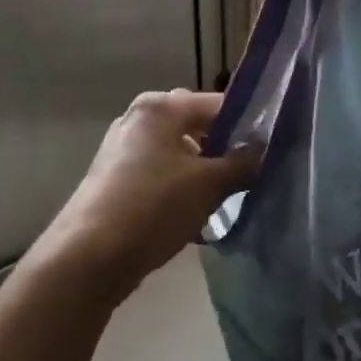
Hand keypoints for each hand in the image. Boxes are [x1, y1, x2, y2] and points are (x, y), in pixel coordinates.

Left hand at [34, 90, 253, 303]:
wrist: (88, 256)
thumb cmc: (153, 206)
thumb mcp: (208, 185)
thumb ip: (242, 163)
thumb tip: (264, 150)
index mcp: (159, 107)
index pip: (216, 104)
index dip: (246, 124)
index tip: (271, 148)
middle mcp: (138, 118)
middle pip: (195, 126)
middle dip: (223, 149)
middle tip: (249, 174)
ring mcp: (123, 149)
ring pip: (177, 153)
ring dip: (202, 172)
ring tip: (225, 199)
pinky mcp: (115, 179)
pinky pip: (160, 175)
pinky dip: (179, 188)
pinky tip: (195, 217)